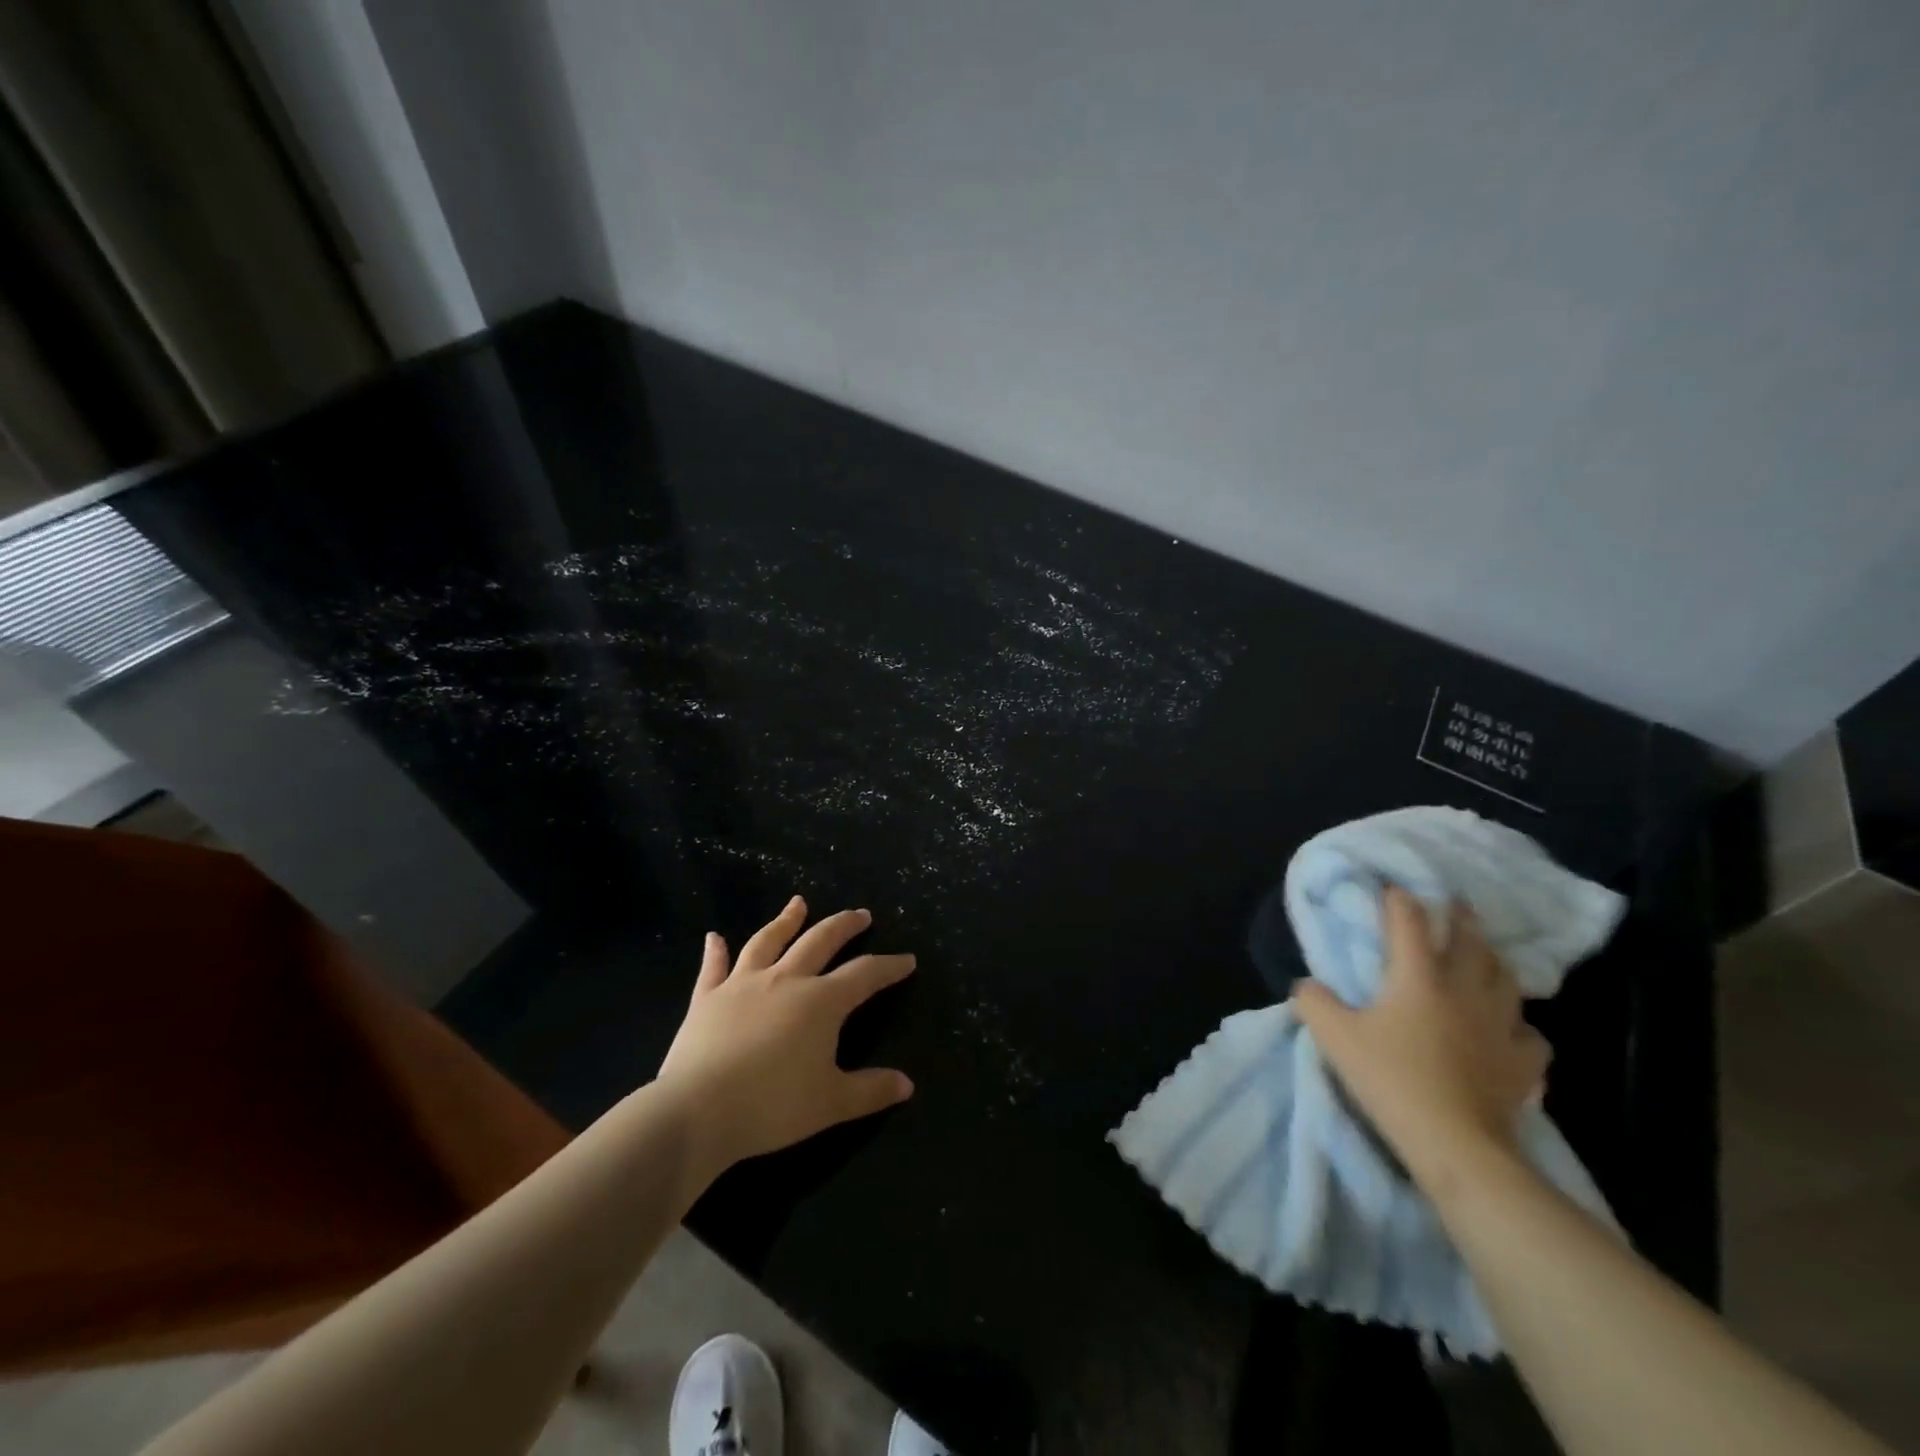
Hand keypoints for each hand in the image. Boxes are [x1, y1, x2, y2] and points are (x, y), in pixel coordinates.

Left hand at [655, 896, 916, 1169]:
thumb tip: (907, 1085)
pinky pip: (713, 968)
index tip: (907, 959)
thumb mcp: (831, 1103)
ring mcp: (742, 984)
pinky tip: (714, 937)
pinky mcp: (706, 998)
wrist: (696, 1112)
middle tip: (861, 914)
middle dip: (844, 926)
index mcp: (821, 1002)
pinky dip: (715, 951)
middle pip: (820, 941)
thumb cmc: (772, 1106)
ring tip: (798, 903)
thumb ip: (870, 1090)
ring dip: (786, 920)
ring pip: (768, 941)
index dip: (889, 966)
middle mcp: (785, 980)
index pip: (864, 975)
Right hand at [1292, 886, 1549, 1181]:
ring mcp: (1499, 1026)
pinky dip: (1518, 1026)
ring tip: (1486, 957)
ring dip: (1494, 962)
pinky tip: (1509, 1030)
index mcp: (1418, 977)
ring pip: (1506, 980)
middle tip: (1457, 904)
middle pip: (1470, 942)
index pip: (1409, 924)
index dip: (1400, 900)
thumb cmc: (1390, 1079)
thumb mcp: (1334, 1037)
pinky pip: (1528, 1034)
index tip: (1393, 887)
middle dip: (1462, 919)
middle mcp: (1463, 990)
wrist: (1454, 1143)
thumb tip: (1307, 985)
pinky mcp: (1522, 1063)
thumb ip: (1314, 1002)